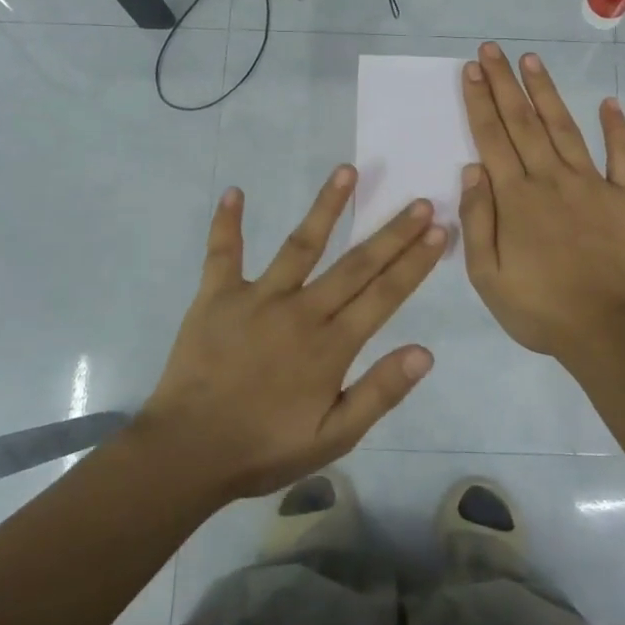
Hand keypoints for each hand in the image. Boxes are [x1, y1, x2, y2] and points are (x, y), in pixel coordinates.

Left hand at [137, 166, 447, 500]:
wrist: (186, 454)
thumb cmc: (265, 448)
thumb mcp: (333, 437)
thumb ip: (379, 393)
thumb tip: (425, 352)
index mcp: (331, 346)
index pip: (384, 294)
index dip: (414, 261)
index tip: (439, 230)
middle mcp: (301, 311)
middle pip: (355, 264)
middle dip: (392, 232)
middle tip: (420, 201)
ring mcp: (257, 298)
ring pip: (300, 244)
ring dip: (326, 207)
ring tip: (347, 171)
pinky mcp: (216, 296)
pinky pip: (223, 253)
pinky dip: (227, 223)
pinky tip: (233, 192)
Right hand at [460, 42, 624, 360]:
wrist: (609, 331)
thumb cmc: (540, 308)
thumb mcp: (487, 276)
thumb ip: (478, 219)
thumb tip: (473, 169)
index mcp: (516, 198)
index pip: (492, 138)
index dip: (480, 101)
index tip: (473, 69)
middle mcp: (551, 179)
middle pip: (524, 122)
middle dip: (505, 84)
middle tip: (493, 49)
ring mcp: (593, 184)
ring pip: (565, 128)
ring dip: (547, 92)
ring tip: (533, 60)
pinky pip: (623, 155)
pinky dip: (617, 127)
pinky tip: (609, 102)